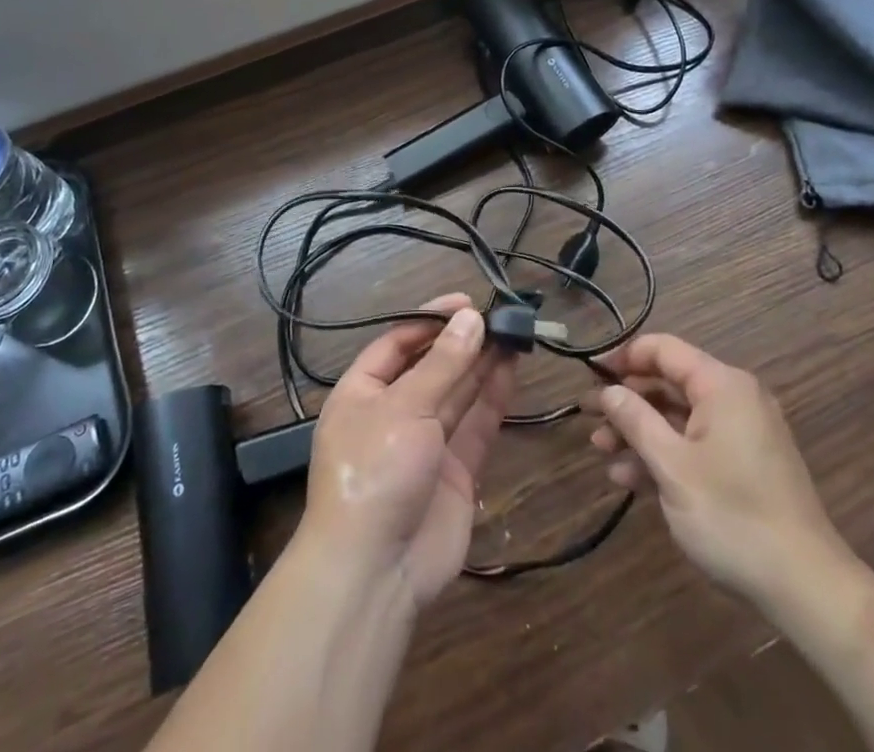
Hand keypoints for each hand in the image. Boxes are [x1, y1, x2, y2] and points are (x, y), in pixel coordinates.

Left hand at [300, 294, 515, 608]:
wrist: (376, 571)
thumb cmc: (375, 470)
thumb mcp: (404, 406)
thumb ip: (443, 363)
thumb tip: (471, 318)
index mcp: (362, 392)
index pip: (397, 342)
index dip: (430, 320)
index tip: (466, 302)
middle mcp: (392, 412)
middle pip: (431, 366)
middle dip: (461, 341)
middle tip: (499, 314)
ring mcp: (425, 443)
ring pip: (457, 393)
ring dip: (481, 364)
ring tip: (512, 332)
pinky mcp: (455, 471)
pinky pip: (475, 426)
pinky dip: (492, 398)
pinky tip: (511, 369)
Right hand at [588, 333, 849, 602]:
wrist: (806, 588)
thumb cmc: (732, 516)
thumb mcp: (672, 466)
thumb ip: (635, 420)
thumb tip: (608, 391)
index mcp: (722, 385)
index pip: (663, 349)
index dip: (623, 357)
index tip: (590, 375)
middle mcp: (734, 399)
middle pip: (669, 384)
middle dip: (627, 402)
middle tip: (589, 419)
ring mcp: (742, 434)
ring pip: (679, 418)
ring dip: (640, 433)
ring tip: (602, 453)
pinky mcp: (745, 466)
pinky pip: (696, 444)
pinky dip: (665, 455)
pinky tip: (630, 479)